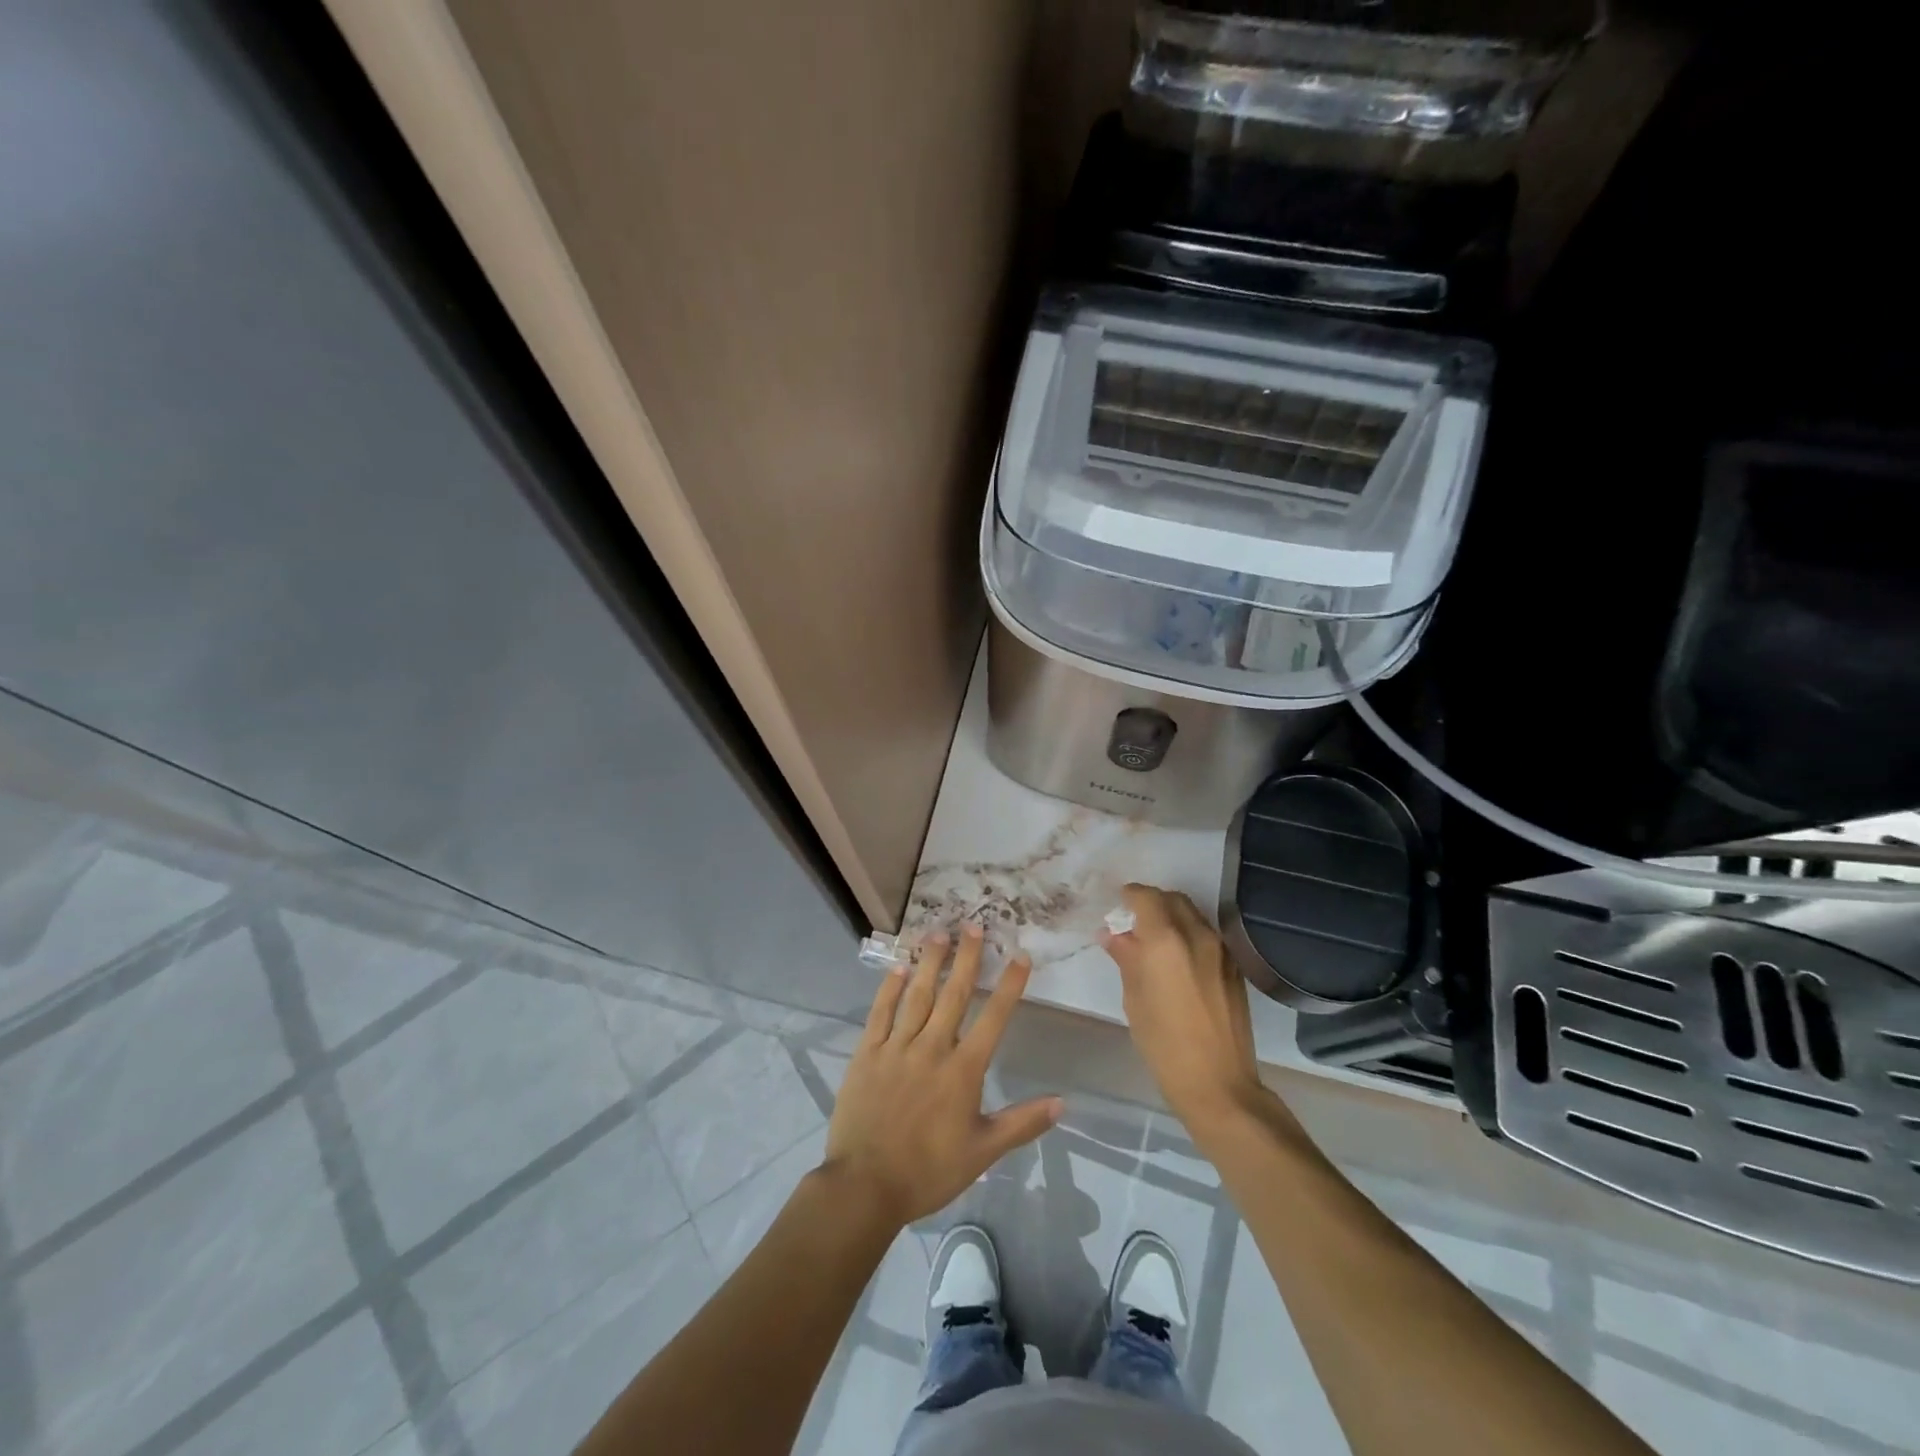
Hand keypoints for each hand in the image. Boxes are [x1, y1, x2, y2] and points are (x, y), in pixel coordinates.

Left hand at [822, 925, 1062, 1228]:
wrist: (865, 1186)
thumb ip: (1023, 1123)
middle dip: (968, 958)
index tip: (1020, 956)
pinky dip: (890, 987)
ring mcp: (897, 1047)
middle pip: (954, 993)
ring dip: (931, 961)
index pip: (993, 1018)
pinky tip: (899, 967)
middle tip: (975, 925)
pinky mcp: (868, 1053)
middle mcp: (933, 1047)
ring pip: (918, 994)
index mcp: (963, 1070)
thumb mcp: (983, 1151)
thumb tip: (1063, 1102)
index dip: (1009, 985)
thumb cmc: (929, 1171)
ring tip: (939, 933)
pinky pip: (881, 1012)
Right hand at [1101, 883, 1265, 1133]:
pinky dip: (1188, 934)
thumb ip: (1126, 958)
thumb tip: (1114, 935)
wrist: (1219, 1084)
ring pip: (1192, 915)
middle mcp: (1197, 935)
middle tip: (1133, 923)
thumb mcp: (1134, 999)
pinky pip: (1207, 935)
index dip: (1128, 897)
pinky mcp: (1234, 967)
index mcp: (1166, 940)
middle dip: (1151, 903)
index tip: (1117, 908)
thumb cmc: (1164, 1044)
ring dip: (1171, 917)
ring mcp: (1221, 950)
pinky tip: (1177, 961)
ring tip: (1154, 942)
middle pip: (1173, 899)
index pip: (1145, 897)